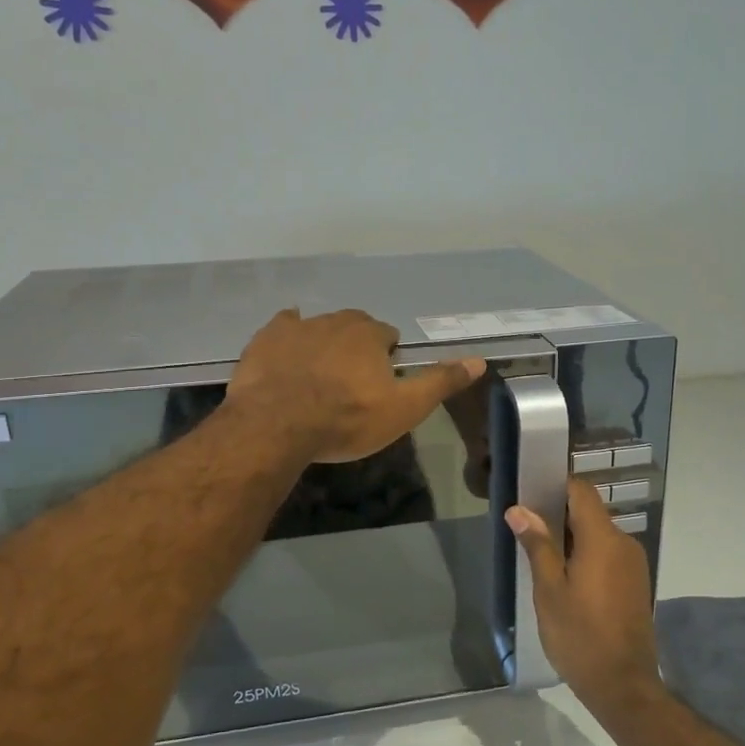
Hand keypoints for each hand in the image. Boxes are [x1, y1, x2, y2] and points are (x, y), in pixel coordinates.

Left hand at [227, 309, 485, 464]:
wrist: (277, 425)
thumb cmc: (347, 419)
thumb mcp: (404, 408)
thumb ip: (440, 382)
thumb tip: (478, 361)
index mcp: (370, 334)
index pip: (387, 336)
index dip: (387, 358)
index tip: (381, 383)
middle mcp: (336, 320)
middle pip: (354, 327)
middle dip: (356, 347)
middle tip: (351, 381)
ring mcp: (297, 327)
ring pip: (319, 328)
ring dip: (324, 345)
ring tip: (319, 377)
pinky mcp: (266, 339)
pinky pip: (283, 328)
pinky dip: (289, 338)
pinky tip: (287, 354)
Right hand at [507, 479, 662, 717]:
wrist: (623, 685)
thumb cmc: (580, 636)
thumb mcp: (549, 590)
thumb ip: (537, 545)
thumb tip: (519, 509)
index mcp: (602, 538)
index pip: (581, 491)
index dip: (556, 486)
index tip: (530, 495)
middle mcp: (624, 542)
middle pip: (590, 512)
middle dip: (559, 516)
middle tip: (527, 532)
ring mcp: (634, 564)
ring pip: (599, 535)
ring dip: (572, 539)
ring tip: (542, 559)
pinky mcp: (636, 583)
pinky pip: (608, 555)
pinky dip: (587, 556)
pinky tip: (566, 580)